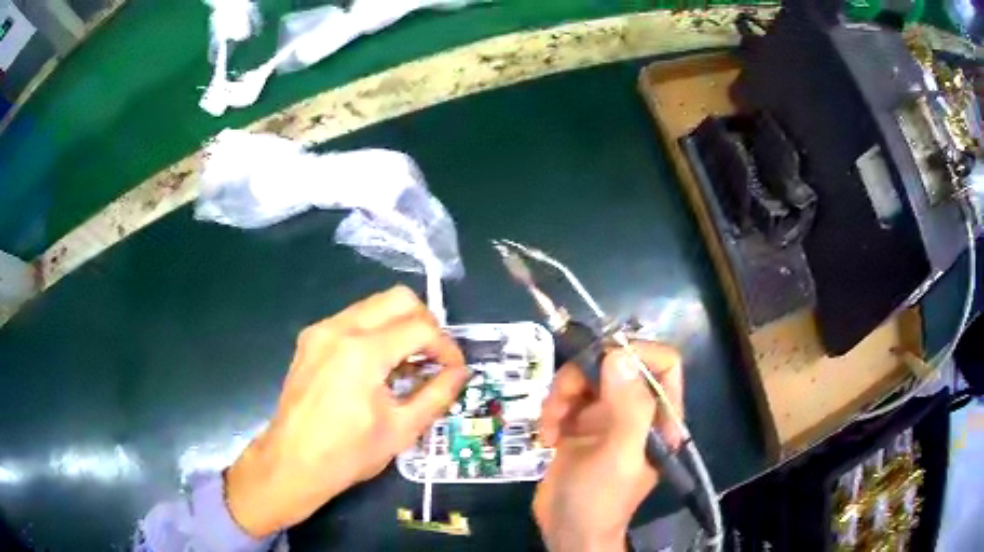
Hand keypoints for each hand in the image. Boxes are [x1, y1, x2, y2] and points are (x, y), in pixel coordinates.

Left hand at [225, 286, 467, 537]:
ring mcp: (321, 330)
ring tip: (406, 363)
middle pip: (398, 298)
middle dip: (425, 324)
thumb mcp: (402, 429)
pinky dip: (374, 332)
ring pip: (374, 305)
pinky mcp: (310, 338)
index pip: (420, 328)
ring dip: (399, 326)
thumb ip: (437, 395)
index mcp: (363, 352)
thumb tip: (460, 373)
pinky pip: (352, 319)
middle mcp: (340, 328)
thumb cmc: (349, 453)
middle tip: (432, 357)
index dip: (446, 347)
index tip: (454, 370)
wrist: (293, 462)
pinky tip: (376, 366)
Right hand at [533, 342, 683, 551]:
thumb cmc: (600, 500)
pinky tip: (546, 438)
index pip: (663, 363)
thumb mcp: (618, 457)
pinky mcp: (580, 425)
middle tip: (561, 400)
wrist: (567, 531)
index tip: (600, 362)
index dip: (636, 352)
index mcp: (658, 416)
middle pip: (615, 364)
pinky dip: (551, 412)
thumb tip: (619, 354)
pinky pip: (566, 398)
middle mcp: (635, 410)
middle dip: (584, 376)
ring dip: (561, 396)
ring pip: (586, 378)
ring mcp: (606, 416)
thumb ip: (628, 408)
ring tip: (550, 427)